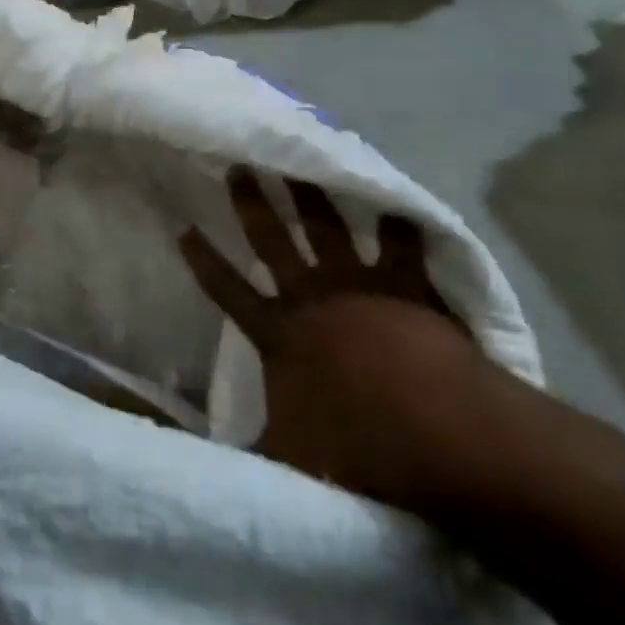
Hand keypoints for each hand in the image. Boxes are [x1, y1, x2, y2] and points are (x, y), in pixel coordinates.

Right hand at [181, 168, 498, 510]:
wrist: (441, 436)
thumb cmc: (358, 449)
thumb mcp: (283, 459)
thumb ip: (241, 453)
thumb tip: (188, 461)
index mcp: (279, 333)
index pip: (227, 289)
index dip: (203, 260)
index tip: (183, 227)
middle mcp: (312, 298)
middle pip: (273, 240)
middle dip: (253, 203)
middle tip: (240, 164)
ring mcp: (361, 287)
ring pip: (328, 228)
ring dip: (312, 195)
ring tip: (302, 164)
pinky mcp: (408, 289)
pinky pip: (403, 247)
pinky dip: (400, 226)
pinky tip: (400, 204)